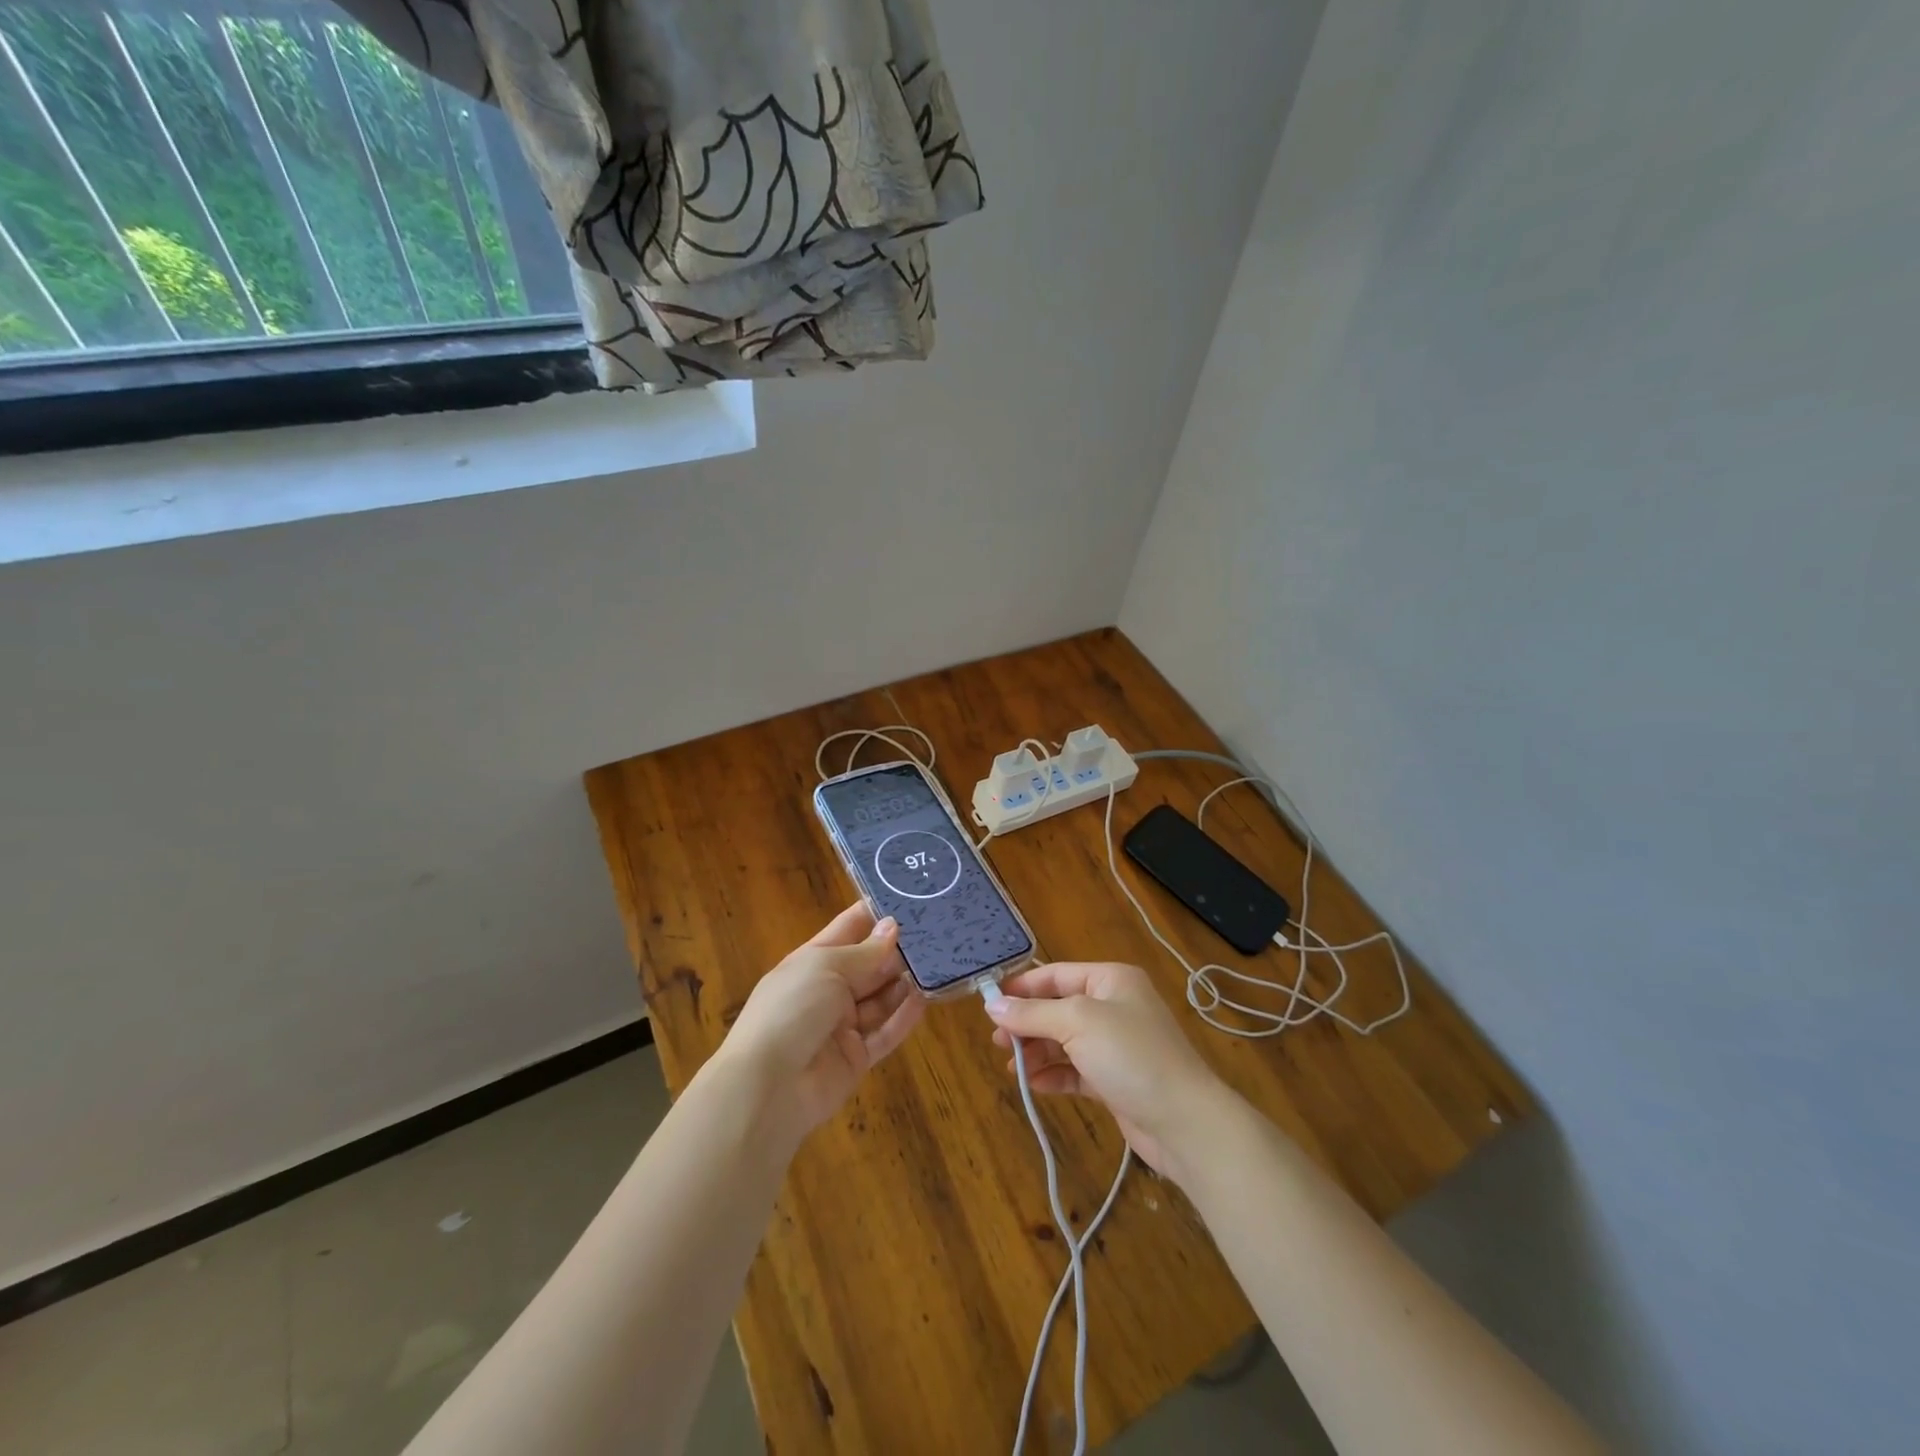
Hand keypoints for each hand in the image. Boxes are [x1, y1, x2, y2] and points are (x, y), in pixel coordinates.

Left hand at [718, 903, 924, 1140]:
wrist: (767, 1086)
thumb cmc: (791, 1009)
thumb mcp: (826, 968)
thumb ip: (865, 952)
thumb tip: (892, 926)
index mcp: (813, 960)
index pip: (848, 929)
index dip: (874, 914)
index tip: (910, 896)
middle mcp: (828, 989)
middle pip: (869, 964)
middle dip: (897, 950)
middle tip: (938, 931)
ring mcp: (842, 1025)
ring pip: (881, 998)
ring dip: (905, 982)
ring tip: (939, 962)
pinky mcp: (856, 1058)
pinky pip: (885, 1033)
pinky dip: (905, 1017)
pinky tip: (926, 999)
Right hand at [985, 962, 1226, 1177]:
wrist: (1184, 1122)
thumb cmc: (1131, 1056)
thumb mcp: (1078, 1023)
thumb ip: (1033, 1013)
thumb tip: (993, 1004)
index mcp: (1111, 980)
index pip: (1056, 974)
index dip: (1022, 987)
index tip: (988, 1002)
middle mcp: (1114, 1006)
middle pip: (1058, 1008)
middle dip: (1027, 1023)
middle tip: (997, 1041)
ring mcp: (1116, 1045)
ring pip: (1065, 1041)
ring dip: (1037, 1052)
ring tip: (1011, 1067)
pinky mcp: (1116, 1079)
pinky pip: (1076, 1069)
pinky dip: (1054, 1074)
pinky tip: (1033, 1084)